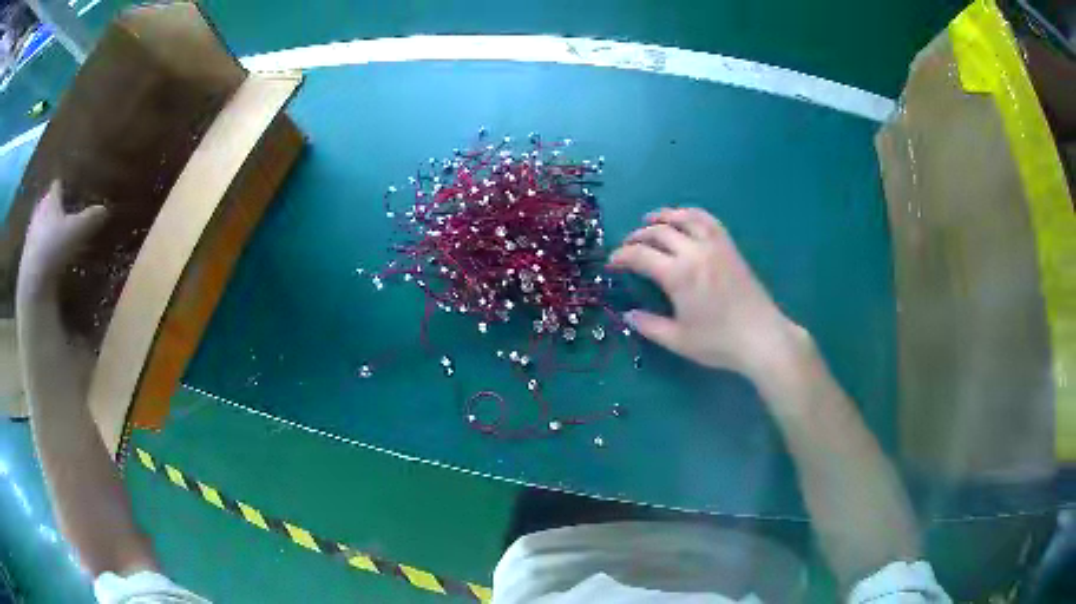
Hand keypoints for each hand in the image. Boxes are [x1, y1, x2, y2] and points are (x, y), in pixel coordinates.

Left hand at [18, 181, 106, 298]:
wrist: (32, 286)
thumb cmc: (53, 247)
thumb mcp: (77, 231)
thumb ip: (91, 218)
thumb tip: (106, 208)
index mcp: (50, 199)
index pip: (57, 185)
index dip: (64, 185)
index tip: (71, 186)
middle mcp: (39, 213)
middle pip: (48, 205)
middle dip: (56, 208)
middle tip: (67, 213)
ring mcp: (31, 238)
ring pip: (42, 228)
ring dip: (50, 232)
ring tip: (61, 240)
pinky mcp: (29, 262)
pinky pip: (39, 251)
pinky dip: (46, 253)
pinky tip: (53, 263)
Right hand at [609, 207, 802, 377]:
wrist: (762, 338)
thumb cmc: (719, 342)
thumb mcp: (678, 340)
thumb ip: (649, 326)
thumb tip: (628, 314)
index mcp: (678, 275)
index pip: (640, 255)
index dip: (621, 256)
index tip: (612, 264)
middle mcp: (694, 252)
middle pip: (659, 232)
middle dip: (637, 236)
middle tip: (628, 246)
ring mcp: (715, 246)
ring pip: (684, 218)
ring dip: (663, 216)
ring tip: (651, 220)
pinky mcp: (730, 247)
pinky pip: (708, 220)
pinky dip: (691, 214)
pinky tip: (685, 220)